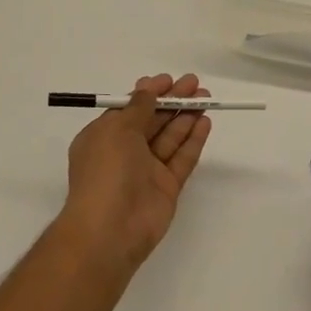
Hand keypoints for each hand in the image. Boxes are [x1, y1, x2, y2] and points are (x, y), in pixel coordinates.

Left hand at [58, 74, 210, 274]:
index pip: (129, 109)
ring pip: (170, 137)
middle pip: (153, 120)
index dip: (149, 93)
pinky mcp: (166, 187)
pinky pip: (182, 158)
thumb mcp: (116, 129)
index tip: (168, 80)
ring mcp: (147, 171)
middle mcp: (125, 152)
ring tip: (206, 97)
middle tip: (195, 84)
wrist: (110, 230)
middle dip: (172, 101)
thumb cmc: (106, 171)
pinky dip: (193, 140)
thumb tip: (147, 90)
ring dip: (186, 116)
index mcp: (104, 137)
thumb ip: (137, 108)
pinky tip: (205, 122)